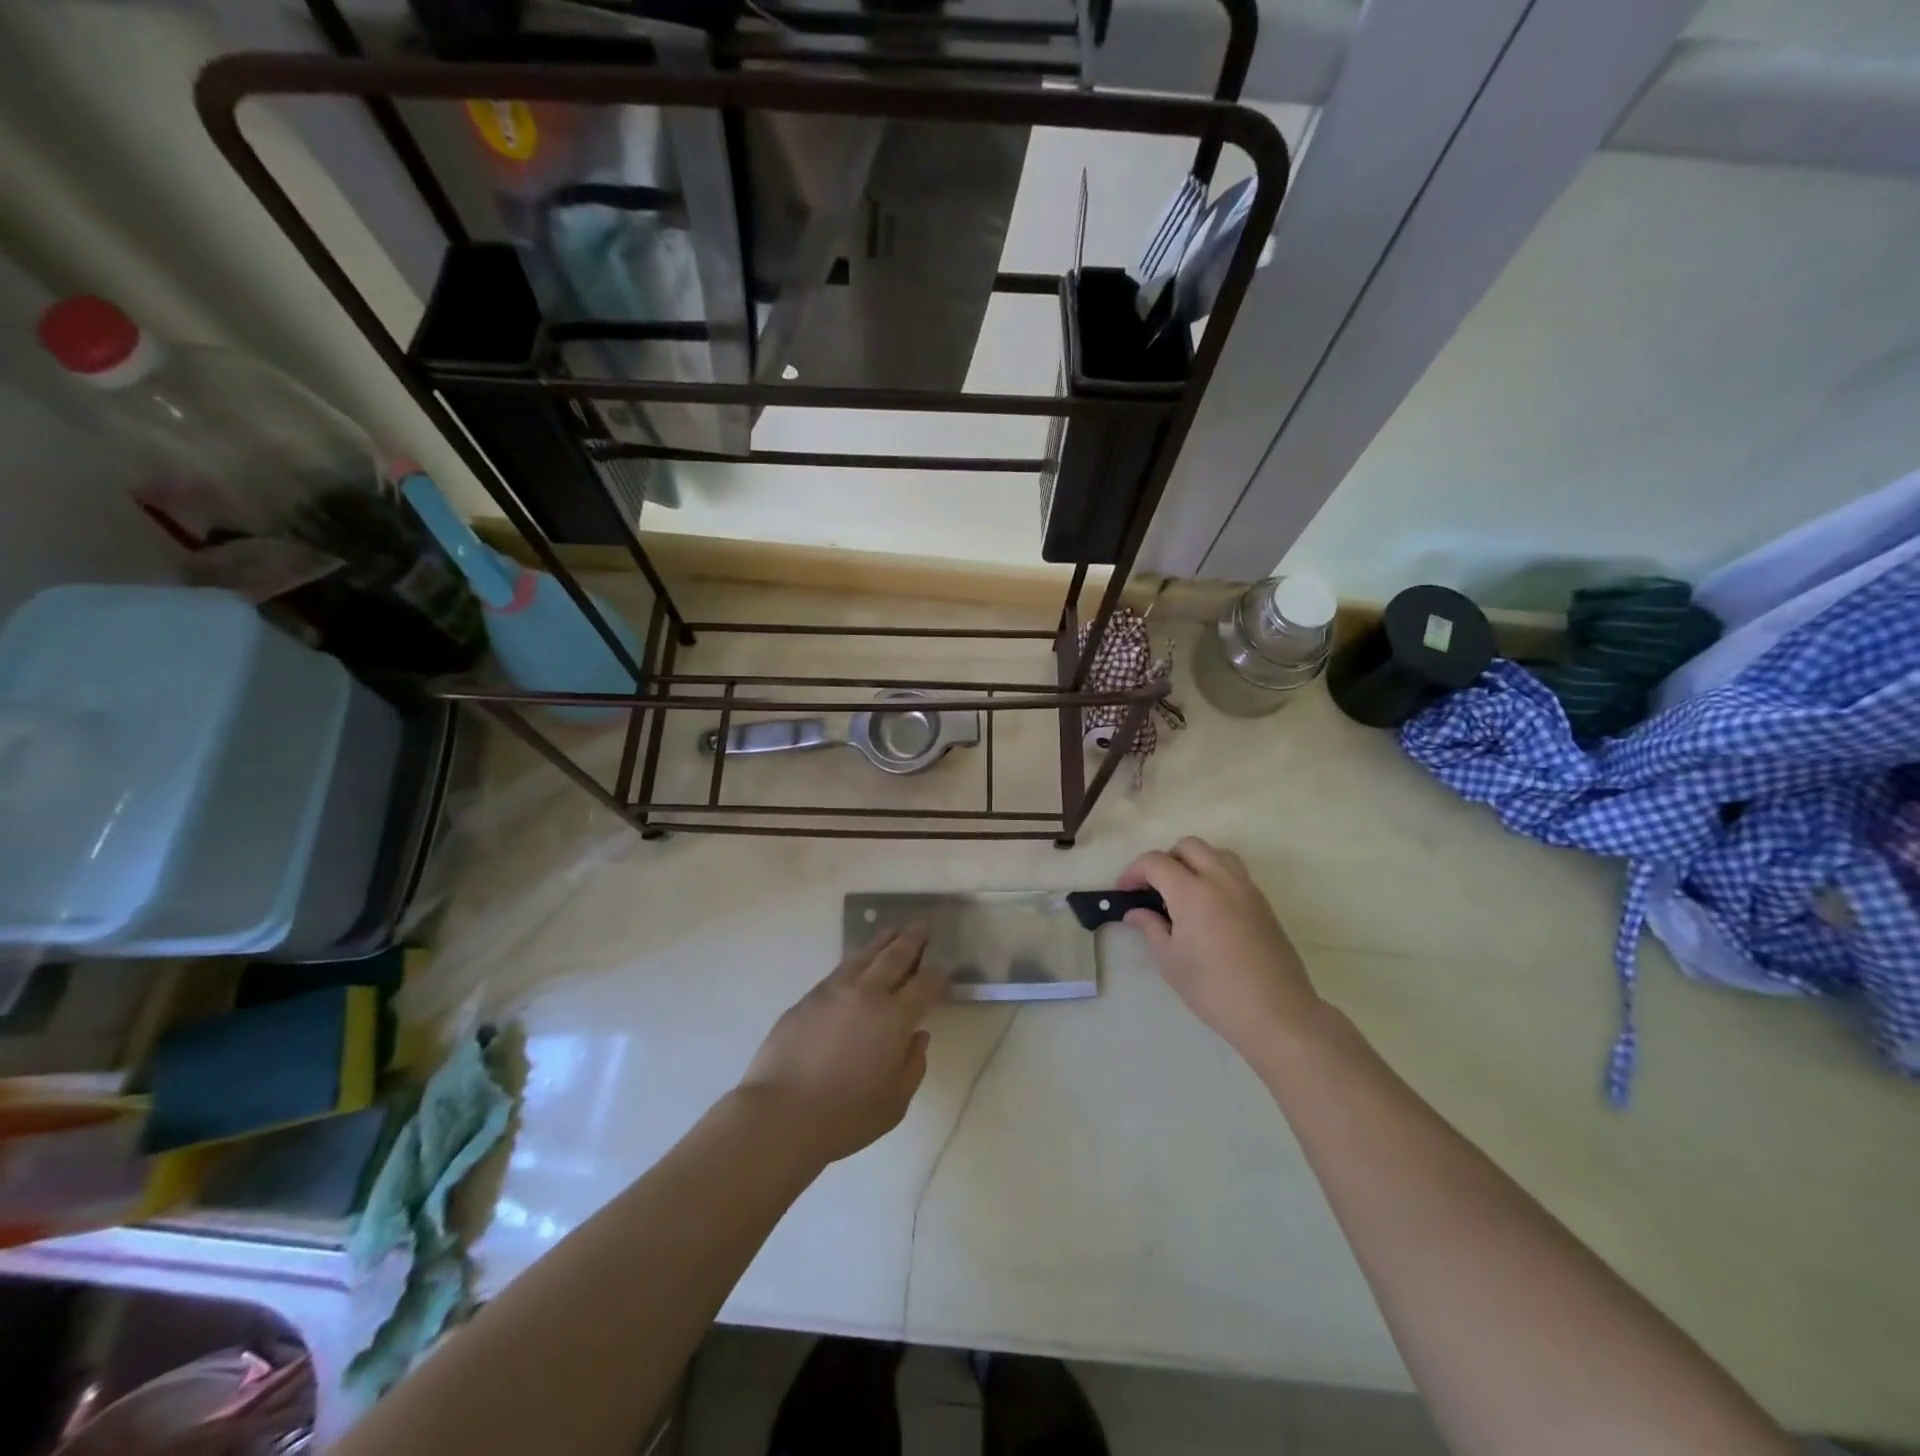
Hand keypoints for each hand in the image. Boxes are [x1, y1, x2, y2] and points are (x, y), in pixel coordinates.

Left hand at [738, 927, 947, 1164]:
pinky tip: (858, 962)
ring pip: (864, 955)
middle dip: (912, 940)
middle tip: (922, 926)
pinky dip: (856, 960)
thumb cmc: (845, 1116)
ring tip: (893, 931)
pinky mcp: (808, 998)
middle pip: (895, 956)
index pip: (924, 984)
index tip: (942, 973)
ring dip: (882, 941)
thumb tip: (918, 1036)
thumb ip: (913, 1065)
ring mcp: (833, 991)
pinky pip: (839, 969)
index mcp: (894, 1018)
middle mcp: (866, 994)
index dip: (937, 976)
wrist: (780, 1115)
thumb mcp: (895, 1104)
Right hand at [1119, 837, 1318, 1055]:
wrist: (1276, 1012)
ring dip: (1193, 862)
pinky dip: (1215, 874)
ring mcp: (1246, 888)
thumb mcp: (1170, 961)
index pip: (1155, 862)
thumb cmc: (1214, 989)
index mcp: (1192, 892)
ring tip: (1182, 892)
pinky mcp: (1263, 902)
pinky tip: (1208, 907)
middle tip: (1153, 889)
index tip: (1124, 891)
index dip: (1133, 872)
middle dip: (1164, 860)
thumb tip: (1136, 912)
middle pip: (1188, 846)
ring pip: (1215, 853)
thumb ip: (1150, 928)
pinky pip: (1234, 871)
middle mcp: (1220, 879)